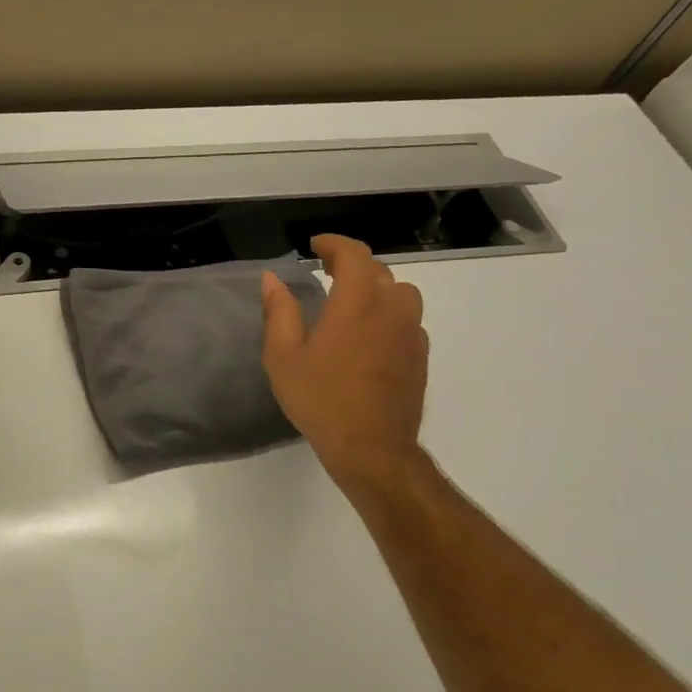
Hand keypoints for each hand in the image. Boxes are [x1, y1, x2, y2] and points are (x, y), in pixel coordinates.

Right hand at [261, 234, 429, 495]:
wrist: (371, 447)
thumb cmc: (321, 398)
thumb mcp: (283, 355)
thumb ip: (279, 311)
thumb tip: (272, 279)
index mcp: (357, 302)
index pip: (354, 254)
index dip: (334, 244)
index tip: (314, 246)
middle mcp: (392, 309)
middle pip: (378, 270)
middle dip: (351, 264)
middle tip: (325, 271)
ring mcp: (411, 333)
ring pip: (400, 293)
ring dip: (376, 287)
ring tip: (351, 300)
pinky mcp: (419, 356)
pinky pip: (407, 319)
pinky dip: (388, 313)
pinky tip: (369, 334)